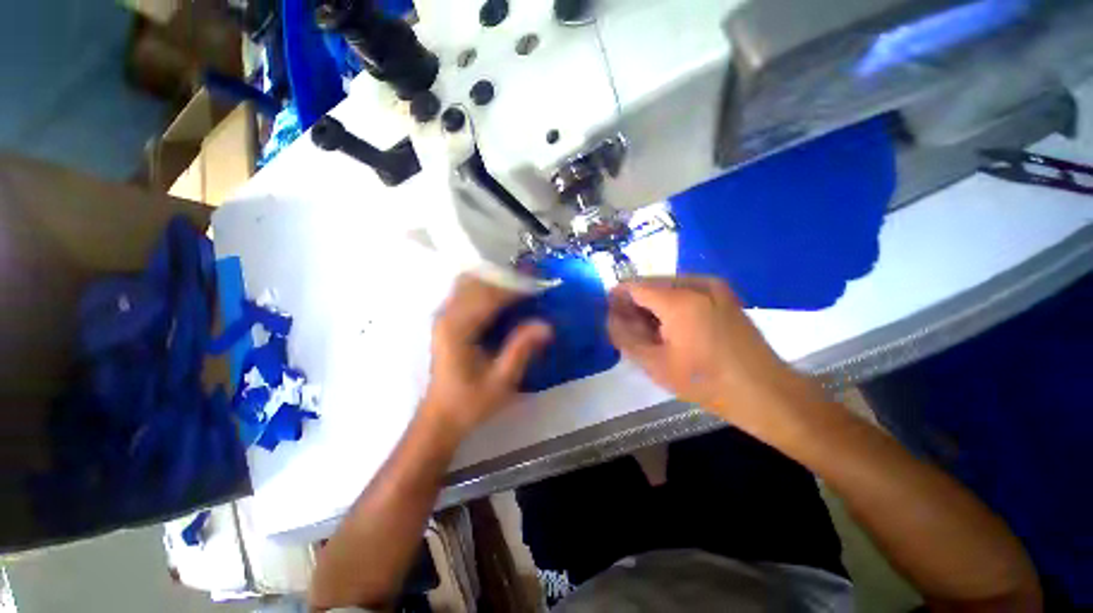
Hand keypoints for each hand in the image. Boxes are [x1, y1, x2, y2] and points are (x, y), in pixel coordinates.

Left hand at [422, 274, 551, 438]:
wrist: (442, 415)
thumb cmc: (471, 401)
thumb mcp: (501, 381)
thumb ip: (521, 350)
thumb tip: (546, 325)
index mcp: (458, 329)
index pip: (489, 296)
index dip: (515, 288)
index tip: (539, 285)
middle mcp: (446, 316)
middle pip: (477, 282)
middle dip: (507, 279)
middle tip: (533, 283)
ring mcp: (443, 315)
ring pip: (469, 282)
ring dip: (496, 280)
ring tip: (521, 287)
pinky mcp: (445, 319)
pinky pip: (466, 291)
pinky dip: (486, 287)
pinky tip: (502, 296)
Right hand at [607, 276, 812, 430]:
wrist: (764, 391)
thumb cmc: (705, 381)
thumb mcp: (655, 364)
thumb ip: (625, 337)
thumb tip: (610, 318)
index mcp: (679, 300)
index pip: (635, 286)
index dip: (617, 297)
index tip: (609, 313)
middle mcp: (697, 283)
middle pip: (651, 283)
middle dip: (635, 302)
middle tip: (628, 327)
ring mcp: (714, 286)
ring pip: (668, 286)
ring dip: (652, 303)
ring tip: (648, 329)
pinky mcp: (724, 294)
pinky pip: (685, 290)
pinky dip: (670, 303)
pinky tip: (671, 326)